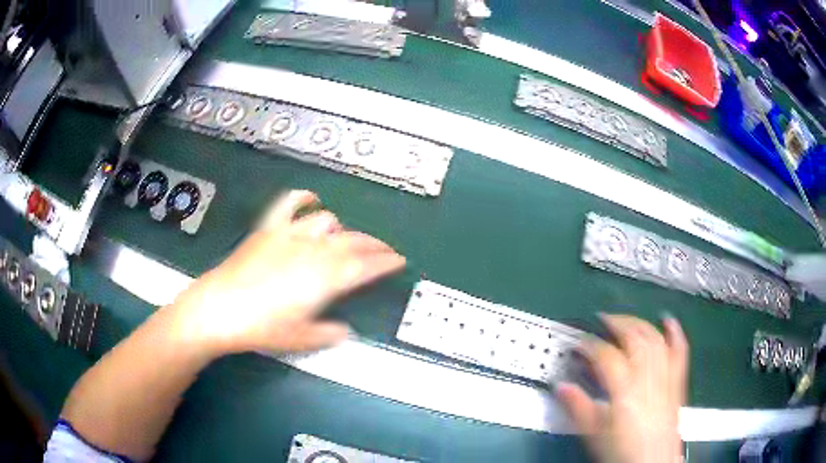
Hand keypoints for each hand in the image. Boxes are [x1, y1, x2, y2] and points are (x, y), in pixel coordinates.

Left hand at [171, 190, 406, 355]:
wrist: (219, 309)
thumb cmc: (260, 327)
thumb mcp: (300, 338)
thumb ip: (327, 333)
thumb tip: (344, 331)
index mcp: (324, 278)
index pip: (365, 266)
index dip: (385, 262)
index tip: (398, 260)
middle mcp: (312, 252)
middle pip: (352, 241)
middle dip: (374, 245)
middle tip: (385, 250)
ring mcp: (290, 236)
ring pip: (327, 222)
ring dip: (342, 230)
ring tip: (346, 238)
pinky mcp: (269, 229)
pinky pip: (289, 204)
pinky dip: (303, 198)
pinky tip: (311, 199)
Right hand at [557, 315, 688, 462]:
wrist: (652, 462)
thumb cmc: (621, 449)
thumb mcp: (593, 432)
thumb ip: (577, 407)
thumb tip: (560, 386)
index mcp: (625, 388)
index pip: (606, 355)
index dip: (589, 345)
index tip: (578, 343)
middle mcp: (648, 376)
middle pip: (634, 337)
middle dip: (616, 323)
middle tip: (602, 319)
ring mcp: (666, 375)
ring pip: (655, 338)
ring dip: (640, 323)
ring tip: (626, 319)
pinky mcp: (677, 380)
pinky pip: (679, 349)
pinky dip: (675, 332)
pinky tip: (668, 321)